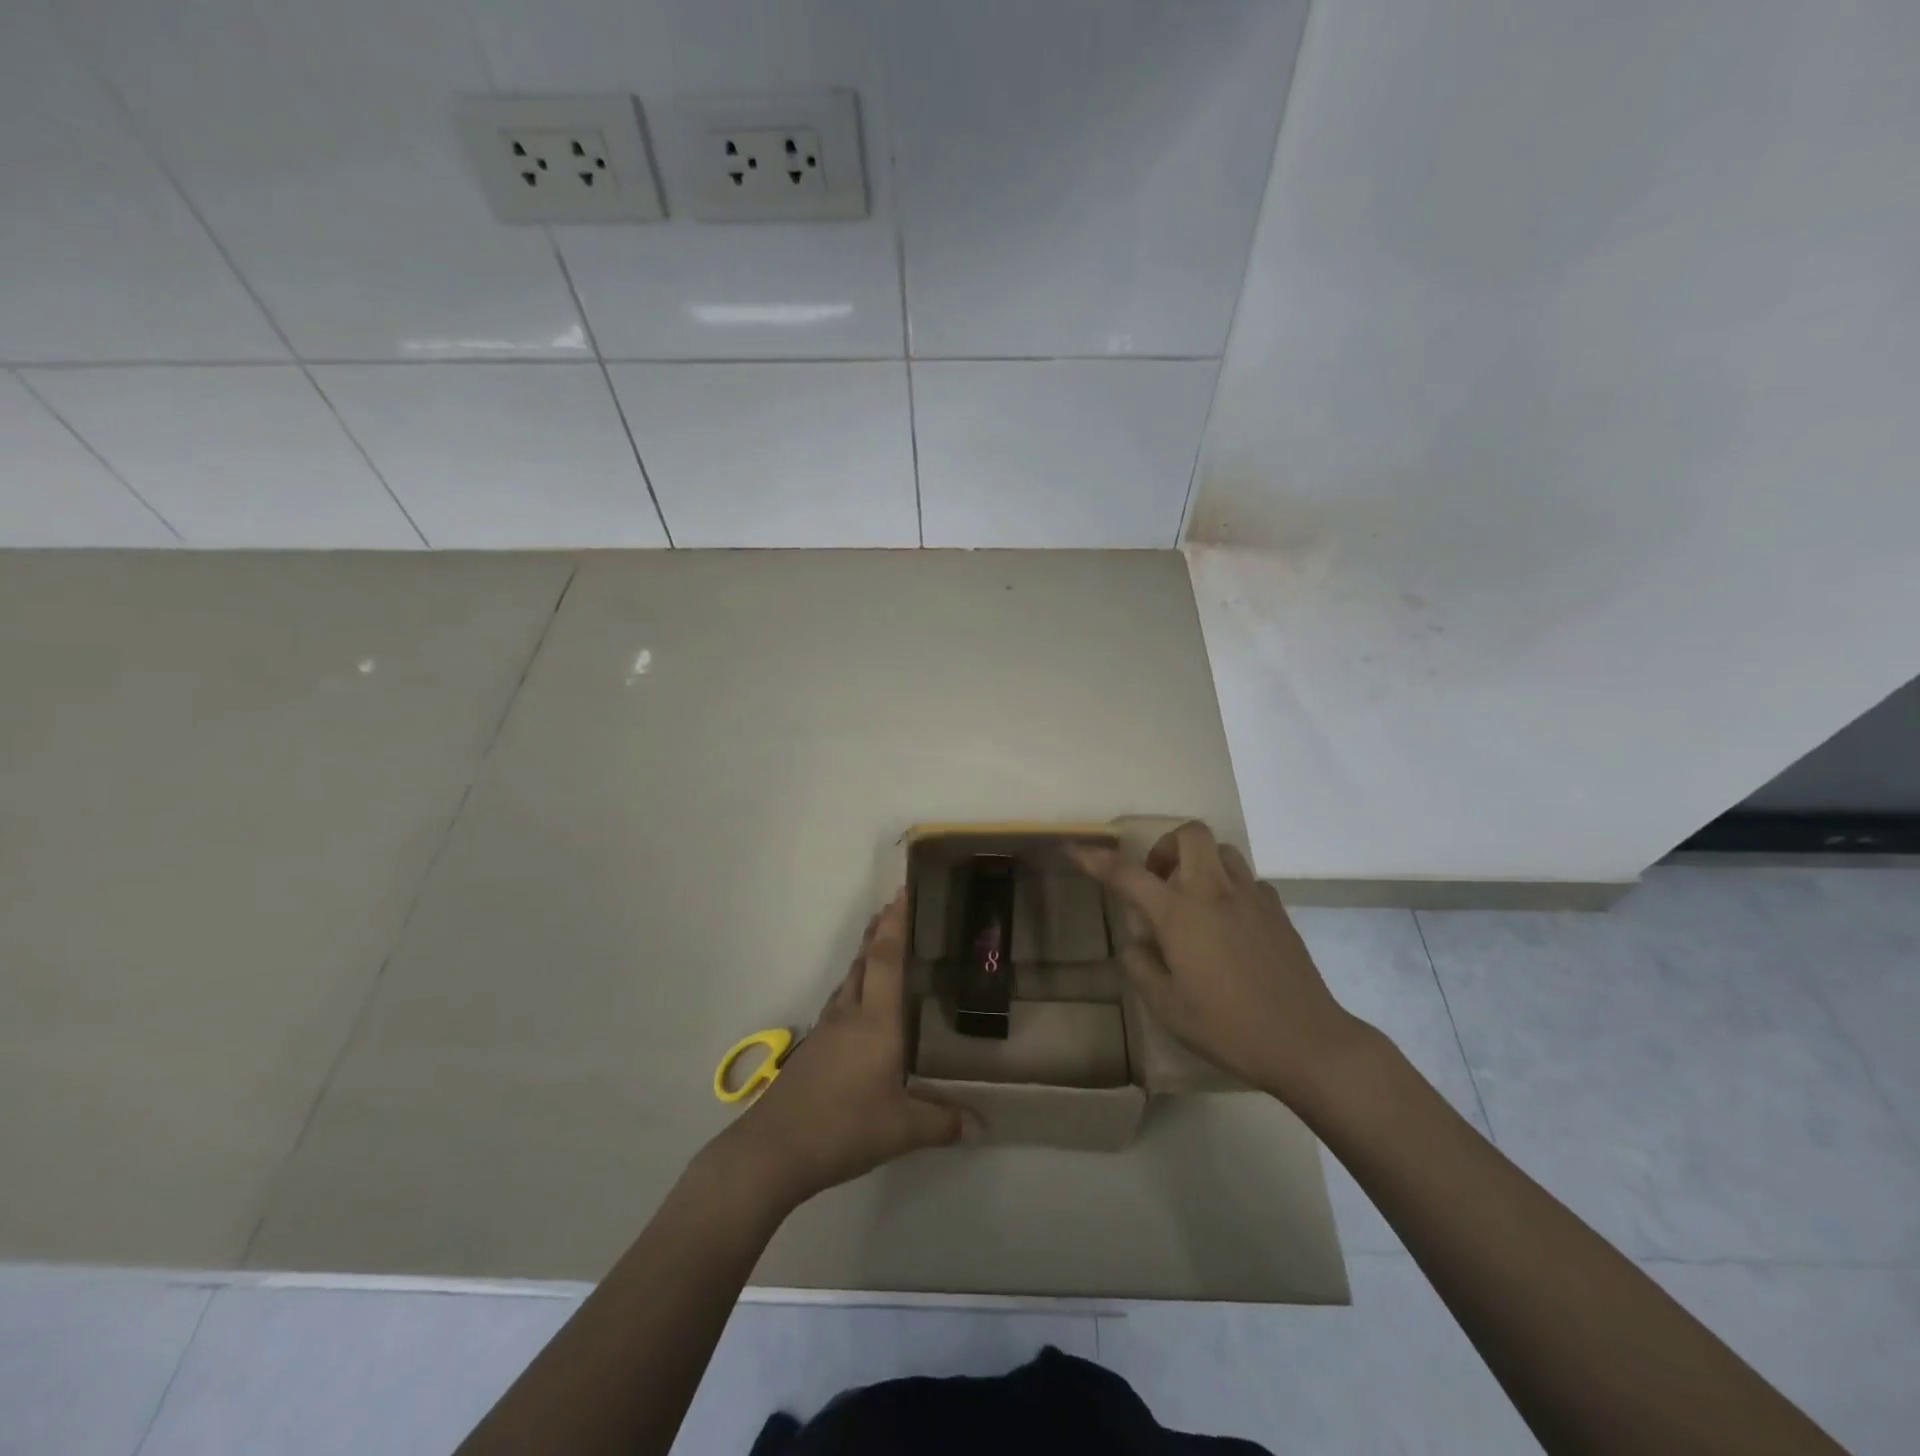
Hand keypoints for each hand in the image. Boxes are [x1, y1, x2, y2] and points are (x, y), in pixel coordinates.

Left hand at [713, 893, 960, 1210]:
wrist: (771, 1150)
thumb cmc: (842, 1128)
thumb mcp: (901, 1130)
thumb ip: (942, 1122)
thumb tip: (982, 1124)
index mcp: (875, 1021)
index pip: (885, 959)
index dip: (895, 924)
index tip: (901, 893)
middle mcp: (849, 1015)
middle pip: (864, 961)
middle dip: (879, 931)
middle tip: (896, 908)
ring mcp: (826, 1030)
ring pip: (849, 980)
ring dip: (865, 958)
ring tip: (882, 947)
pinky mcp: (812, 1049)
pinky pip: (840, 1003)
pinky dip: (855, 988)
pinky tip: (861, 1007)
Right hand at [1070, 822, 1365, 1104]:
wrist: (1307, 1042)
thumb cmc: (1228, 1027)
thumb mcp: (1168, 1007)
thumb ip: (1141, 967)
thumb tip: (1135, 943)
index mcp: (1180, 913)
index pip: (1127, 874)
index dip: (1096, 860)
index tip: (1075, 850)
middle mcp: (1215, 893)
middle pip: (1190, 834)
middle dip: (1165, 845)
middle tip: (1157, 880)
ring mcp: (1251, 898)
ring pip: (1223, 851)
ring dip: (1200, 862)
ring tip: (1192, 900)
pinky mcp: (1278, 912)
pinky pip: (1248, 880)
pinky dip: (1229, 888)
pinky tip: (1228, 924)